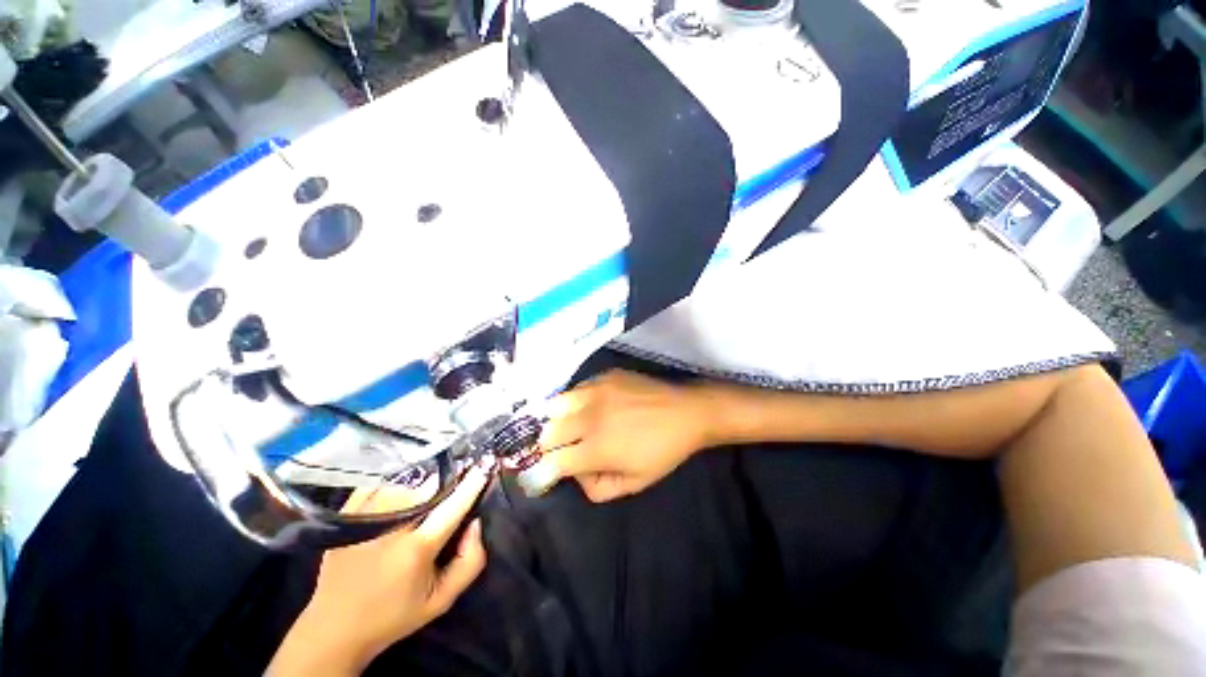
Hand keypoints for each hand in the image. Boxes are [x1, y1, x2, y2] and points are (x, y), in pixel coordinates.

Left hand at [268, 467, 489, 675]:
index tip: (483, 468)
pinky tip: (398, 497)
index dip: (470, 486)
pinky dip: (394, 486)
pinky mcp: (347, 518)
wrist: (335, 628)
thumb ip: (470, 562)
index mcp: (416, 550)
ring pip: (405, 485)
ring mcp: (365, 520)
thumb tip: (476, 523)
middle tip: (451, 488)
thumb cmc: (394, 616)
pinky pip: (379, 487)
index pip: (452, 508)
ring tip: (424, 498)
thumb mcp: (441, 601)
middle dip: (445, 485)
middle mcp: (391, 529)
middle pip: (429, 490)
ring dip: (421, 487)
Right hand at [534, 370, 714, 501]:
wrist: (686, 412)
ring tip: (570, 424)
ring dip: (557, 419)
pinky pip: (577, 388)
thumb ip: (598, 488)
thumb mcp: (635, 483)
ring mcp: (596, 391)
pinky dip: (575, 401)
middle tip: (563, 448)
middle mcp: (589, 418)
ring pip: (555, 405)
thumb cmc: (663, 451)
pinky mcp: (605, 376)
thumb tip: (576, 474)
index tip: (549, 472)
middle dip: (549, 446)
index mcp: (597, 449)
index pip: (551, 462)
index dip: (545, 471)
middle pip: (547, 433)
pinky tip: (590, 406)